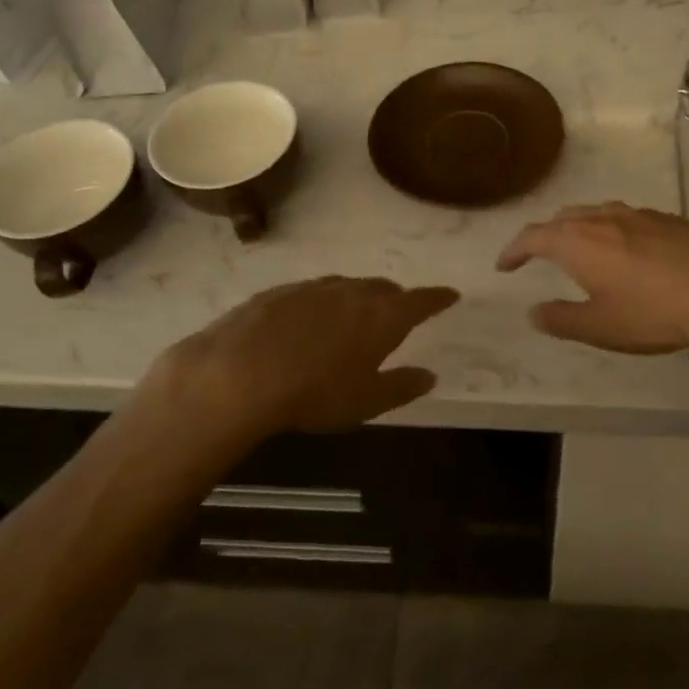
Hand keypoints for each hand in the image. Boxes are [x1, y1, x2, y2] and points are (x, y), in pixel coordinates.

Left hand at [135, 277, 459, 443]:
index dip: (438, 298)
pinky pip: (312, 292)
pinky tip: (308, 321)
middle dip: (396, 298)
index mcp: (382, 316)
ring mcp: (313, 287)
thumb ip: (402, 386)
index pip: (421, 301)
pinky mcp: (278, 292)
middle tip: (398, 313)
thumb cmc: (314, 393)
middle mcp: (352, 292)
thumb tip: (429, 376)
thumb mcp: (366, 401)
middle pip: (383, 288)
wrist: (237, 374)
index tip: (451, 295)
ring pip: (346, 286)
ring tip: (353, 316)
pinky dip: (321, 303)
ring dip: (356, 298)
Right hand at [496, 202, 688, 370]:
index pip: (533, 237)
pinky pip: (626, 218)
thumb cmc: (652, 313)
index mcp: (577, 241)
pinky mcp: (669, 219)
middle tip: (538, 255)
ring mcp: (639, 214)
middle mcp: (603, 218)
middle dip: (545, 235)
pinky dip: (611, 230)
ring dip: (579, 228)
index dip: (514, 250)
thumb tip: (534, 312)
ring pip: (596, 213)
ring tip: (580, 248)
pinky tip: (628, 251)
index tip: (504, 265)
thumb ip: (562, 319)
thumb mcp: (599, 326)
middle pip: (563, 218)